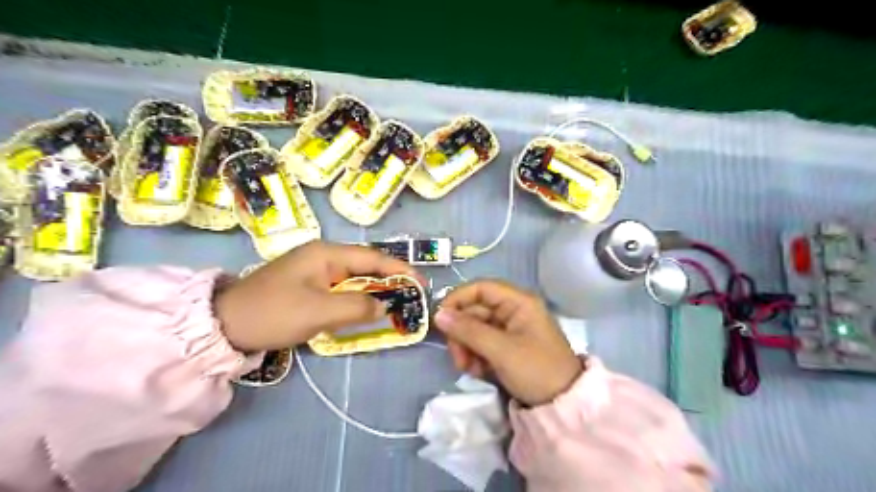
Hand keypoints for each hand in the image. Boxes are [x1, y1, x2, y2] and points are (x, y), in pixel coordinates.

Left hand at [214, 240, 413, 351]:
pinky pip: (342, 289)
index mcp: (326, 253)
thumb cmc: (273, 312)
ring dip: (375, 290)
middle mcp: (323, 256)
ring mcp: (315, 271)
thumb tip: (384, 306)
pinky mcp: (308, 286)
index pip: (373, 257)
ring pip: (355, 278)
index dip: (400, 269)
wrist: (225, 325)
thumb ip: (357, 307)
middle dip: (390, 279)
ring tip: (397, 303)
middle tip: (412, 296)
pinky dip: (358, 299)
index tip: (421, 283)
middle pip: (366, 265)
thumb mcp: (318, 311)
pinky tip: (368, 309)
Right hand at [431, 279, 578, 404]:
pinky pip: (482, 344)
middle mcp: (513, 310)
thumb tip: (438, 314)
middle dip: (461, 333)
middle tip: (457, 357)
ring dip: (466, 347)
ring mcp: (509, 329)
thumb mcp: (501, 350)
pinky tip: (477, 371)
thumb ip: (468, 330)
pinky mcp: (506, 347)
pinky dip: (475, 356)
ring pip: (475, 329)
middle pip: (475, 311)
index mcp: (518, 302)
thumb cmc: (536, 370)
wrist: (563, 405)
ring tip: (468, 368)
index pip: (480, 288)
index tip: (439, 318)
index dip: (457, 299)